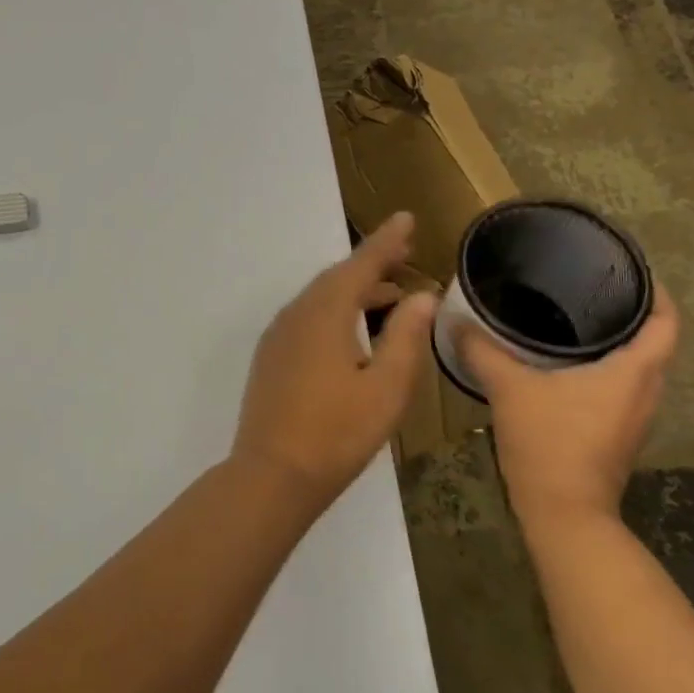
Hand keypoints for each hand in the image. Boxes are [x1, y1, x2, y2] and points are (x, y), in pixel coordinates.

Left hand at [233, 212, 437, 509]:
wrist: (272, 474)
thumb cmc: (337, 433)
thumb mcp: (386, 388)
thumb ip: (406, 337)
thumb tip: (421, 296)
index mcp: (324, 314)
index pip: (359, 265)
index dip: (384, 242)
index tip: (405, 218)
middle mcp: (296, 315)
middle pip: (337, 278)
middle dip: (371, 263)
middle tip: (404, 253)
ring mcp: (279, 336)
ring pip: (320, 298)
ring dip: (355, 289)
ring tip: (391, 292)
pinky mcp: (272, 357)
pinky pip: (308, 318)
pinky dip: (335, 310)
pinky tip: (354, 329)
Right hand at [457, 286, 679, 534]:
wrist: (563, 510)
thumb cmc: (548, 441)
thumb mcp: (509, 387)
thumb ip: (483, 350)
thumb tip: (456, 320)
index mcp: (634, 371)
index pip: (667, 322)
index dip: (658, 292)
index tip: (631, 270)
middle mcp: (646, 391)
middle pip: (654, 342)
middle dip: (630, 313)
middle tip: (590, 288)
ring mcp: (635, 416)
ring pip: (637, 366)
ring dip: (616, 343)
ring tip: (574, 318)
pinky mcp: (617, 433)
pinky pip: (620, 387)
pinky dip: (603, 368)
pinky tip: (563, 364)